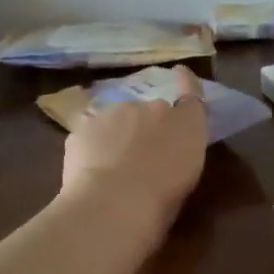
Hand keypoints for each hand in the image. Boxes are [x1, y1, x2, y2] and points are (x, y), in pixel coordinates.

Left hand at [60, 66, 209, 235]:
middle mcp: (154, 108)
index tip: (180, 72)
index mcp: (187, 123)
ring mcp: (116, 113)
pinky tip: (89, 169)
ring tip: (112, 165)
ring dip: (118, 133)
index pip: (190, 94)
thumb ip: (182, 151)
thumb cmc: (164, 198)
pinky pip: (91, 132)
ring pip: (118, 119)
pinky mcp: (84, 125)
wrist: (115, 202)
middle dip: (147, 125)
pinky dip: (92, 145)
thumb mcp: (188, 175)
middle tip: (141, 155)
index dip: (186, 81)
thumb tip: (171, 146)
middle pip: (150, 111)